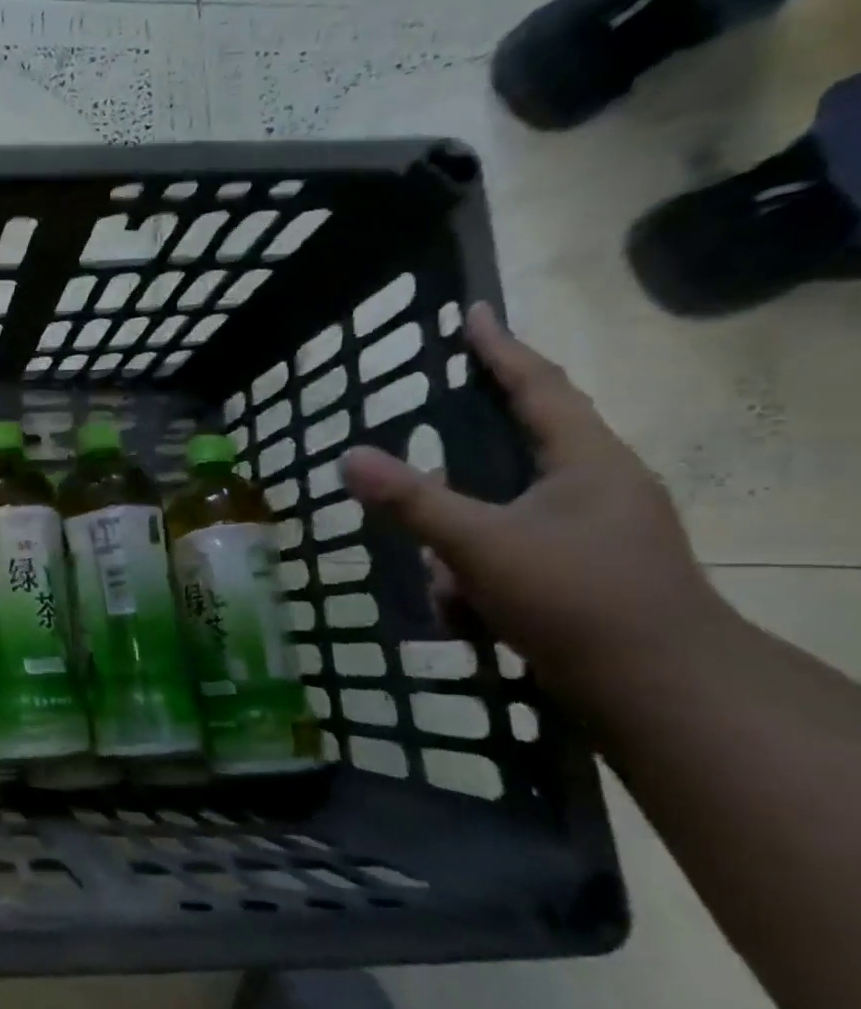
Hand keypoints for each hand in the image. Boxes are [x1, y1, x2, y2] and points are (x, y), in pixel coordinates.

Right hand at [340, 304, 728, 702]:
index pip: (539, 388)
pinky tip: (465, 616)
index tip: (471, 312)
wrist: (661, 695)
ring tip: (448, 589)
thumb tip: (347, 456)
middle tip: (429, 436)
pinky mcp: (582, 576)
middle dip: (466, 458)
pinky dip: (478, 580)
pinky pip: (509, 557)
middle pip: (521, 449)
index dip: (500, 349)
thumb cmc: (577, 599)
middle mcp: (597, 490)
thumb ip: (412, 501)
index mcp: (588, 464)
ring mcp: (593, 536)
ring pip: (504, 516)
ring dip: (463, 547)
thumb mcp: (480, 545)